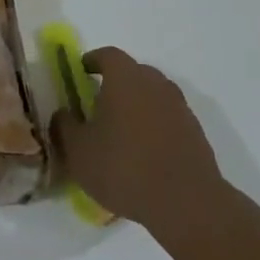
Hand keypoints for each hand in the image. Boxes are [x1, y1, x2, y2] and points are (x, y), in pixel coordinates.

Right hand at [50, 47, 231, 246]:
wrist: (187, 204)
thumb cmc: (123, 168)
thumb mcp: (78, 151)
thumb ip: (65, 126)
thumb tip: (63, 113)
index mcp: (125, 79)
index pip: (108, 55)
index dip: (93, 60)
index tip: (82, 71)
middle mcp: (155, 85)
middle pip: (134, 72)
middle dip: (117, 82)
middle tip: (100, 102)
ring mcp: (180, 109)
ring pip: (154, 95)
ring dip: (138, 104)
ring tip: (122, 129)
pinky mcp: (196, 134)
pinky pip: (169, 118)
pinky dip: (155, 125)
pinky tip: (145, 151)